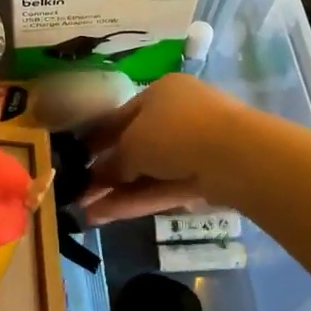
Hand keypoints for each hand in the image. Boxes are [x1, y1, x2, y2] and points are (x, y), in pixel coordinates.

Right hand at [82, 74, 250, 224]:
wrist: (236, 156)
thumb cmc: (175, 132)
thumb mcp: (133, 143)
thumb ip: (113, 162)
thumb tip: (97, 177)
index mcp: (160, 93)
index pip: (121, 116)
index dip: (95, 138)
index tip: (74, 158)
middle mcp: (177, 116)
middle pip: (134, 146)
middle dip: (105, 171)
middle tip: (77, 191)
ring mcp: (194, 149)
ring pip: (148, 172)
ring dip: (117, 192)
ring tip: (84, 211)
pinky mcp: (204, 179)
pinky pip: (163, 188)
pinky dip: (136, 201)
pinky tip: (105, 217)